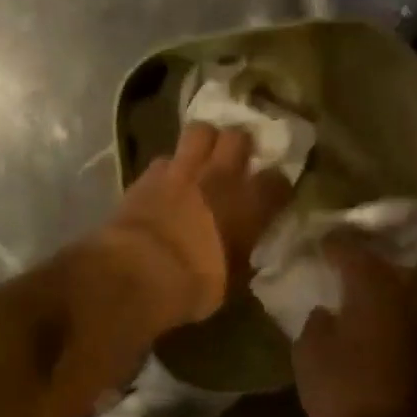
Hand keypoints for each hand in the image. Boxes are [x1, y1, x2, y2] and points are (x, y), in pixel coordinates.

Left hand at [93, 122, 292, 333]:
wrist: (138, 272)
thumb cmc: (193, 285)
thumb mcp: (231, 281)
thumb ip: (242, 256)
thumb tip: (244, 252)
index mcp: (248, 205)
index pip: (276, 181)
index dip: (277, 185)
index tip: (273, 193)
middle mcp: (219, 177)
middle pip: (238, 137)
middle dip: (239, 144)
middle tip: (236, 157)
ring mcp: (182, 170)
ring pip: (200, 131)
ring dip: (204, 141)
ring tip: (202, 155)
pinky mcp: (149, 174)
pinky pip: (165, 158)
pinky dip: (169, 166)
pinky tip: (167, 179)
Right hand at [294, 239, 416, 416]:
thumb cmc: (346, 392)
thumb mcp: (310, 356)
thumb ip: (315, 325)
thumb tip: (326, 313)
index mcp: (372, 291)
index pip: (352, 253)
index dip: (334, 245)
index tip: (320, 241)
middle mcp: (403, 301)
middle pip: (382, 270)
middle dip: (361, 263)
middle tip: (338, 262)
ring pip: (396, 297)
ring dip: (375, 292)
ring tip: (351, 294)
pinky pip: (402, 323)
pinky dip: (385, 318)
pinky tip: (368, 329)